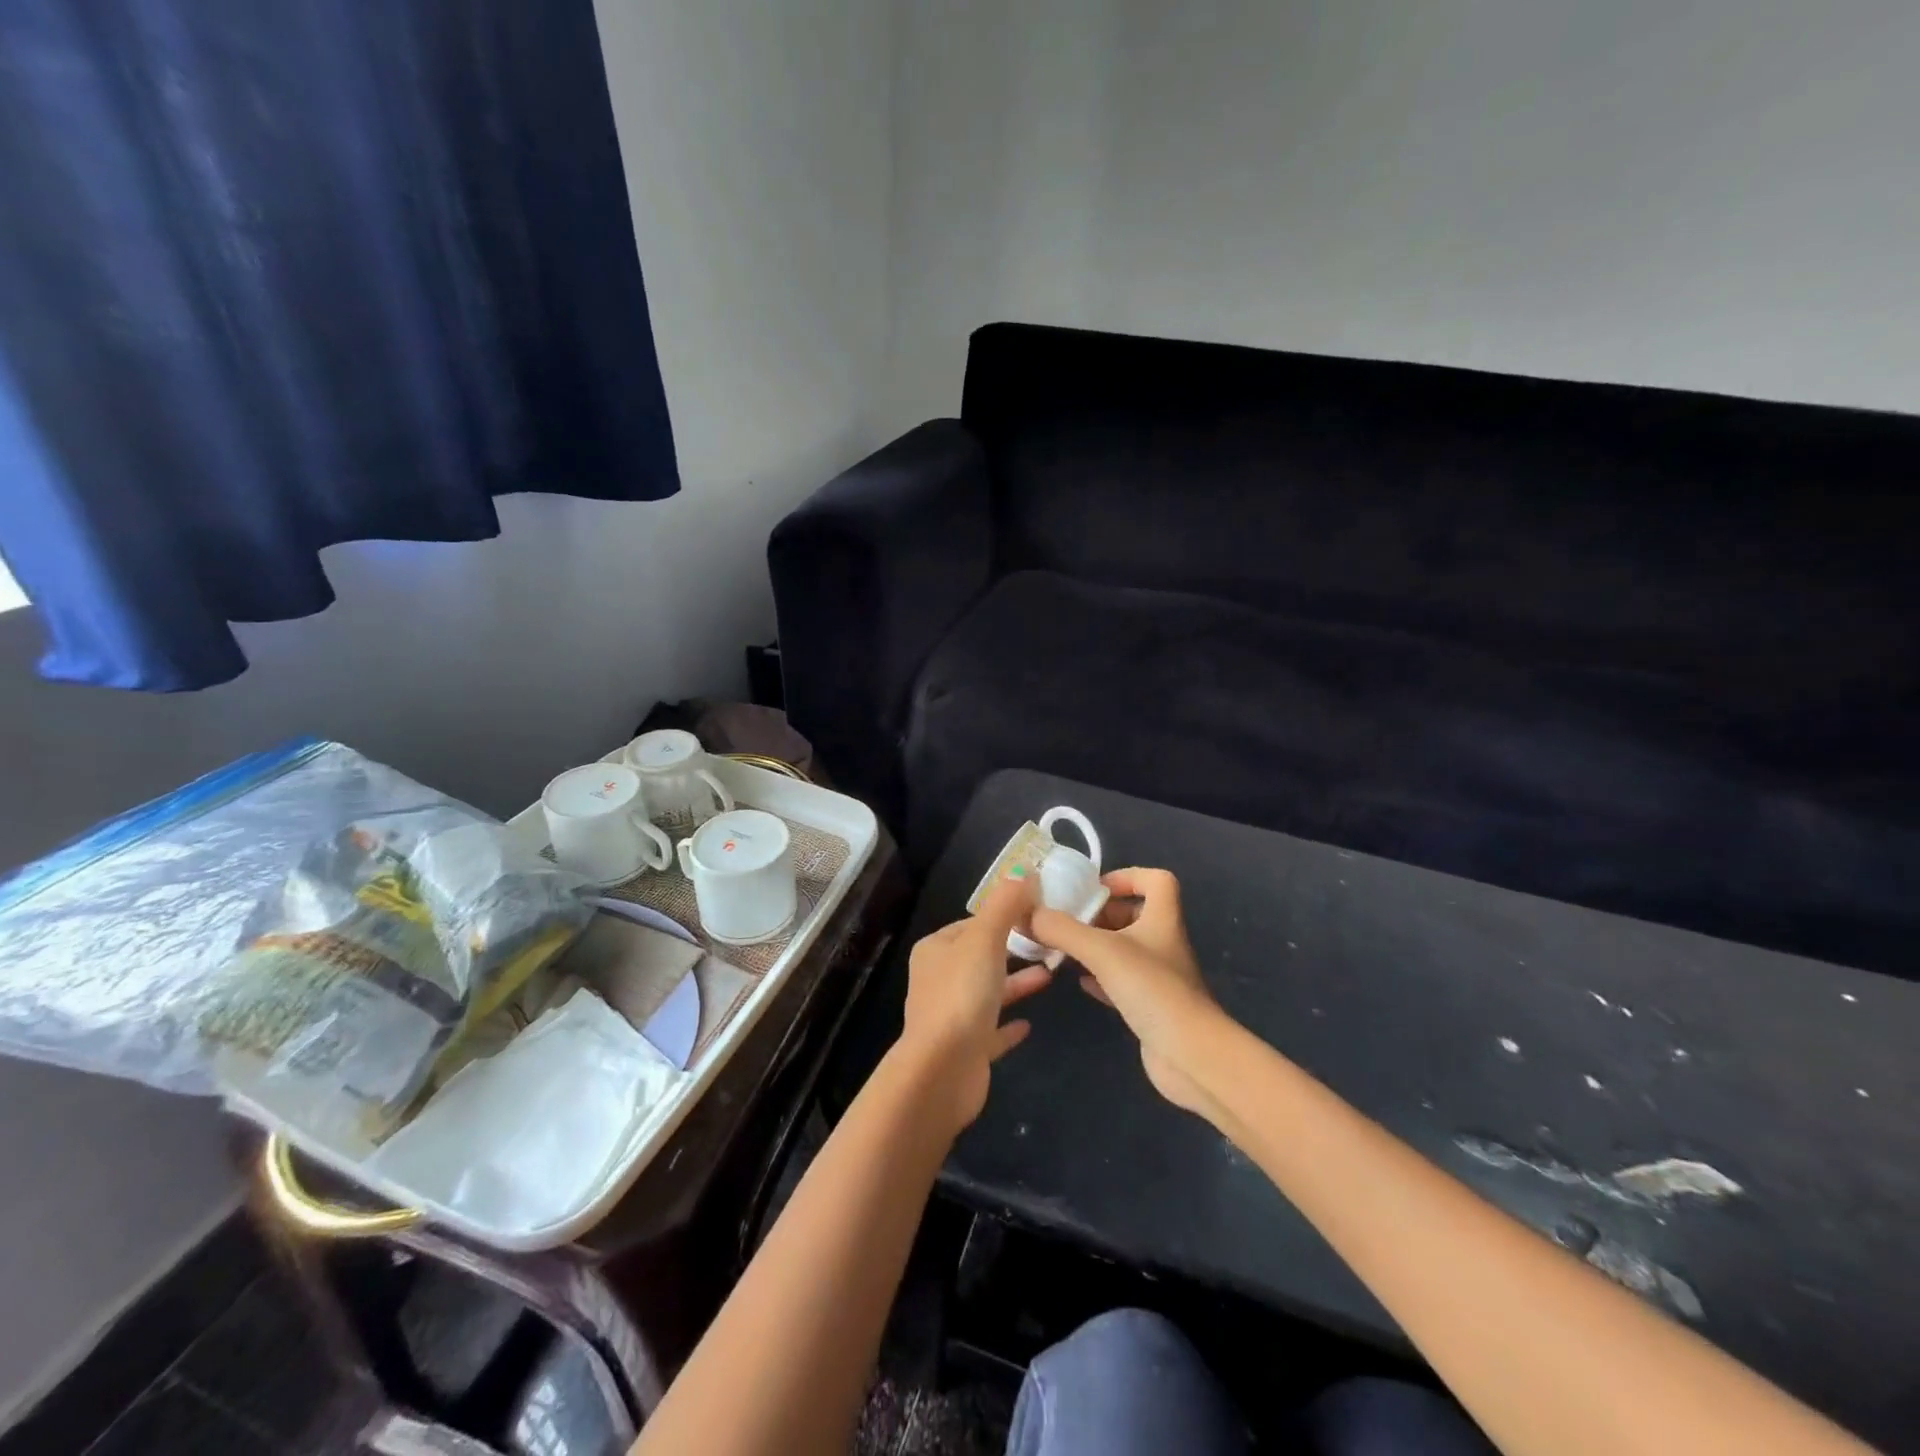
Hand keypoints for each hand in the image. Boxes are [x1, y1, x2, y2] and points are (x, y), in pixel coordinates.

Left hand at [899, 873, 1052, 1131]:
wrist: (943, 1071)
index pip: (973, 923)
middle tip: (1051, 943)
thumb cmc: (961, 995)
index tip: (1038, 913)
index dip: (1004, 916)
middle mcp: (939, 979)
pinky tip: (1030, 1023)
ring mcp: (951, 1016)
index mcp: (936, 950)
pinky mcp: (965, 1049)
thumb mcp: (985, 939)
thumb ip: (1005, 904)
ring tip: (1052, 974)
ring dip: (1016, 982)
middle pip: (981, 956)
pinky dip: (1009, 1023)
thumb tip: (1024, 870)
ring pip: (988, 991)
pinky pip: (991, 1030)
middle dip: (1014, 948)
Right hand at [1029, 868, 1224, 1114]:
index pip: (1156, 880)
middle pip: (1134, 914)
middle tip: (1066, 920)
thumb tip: (1027, 913)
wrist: (1191, 1056)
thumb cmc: (1152, 989)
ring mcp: (1158, 976)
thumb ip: (1062, 929)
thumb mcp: (1101, 951)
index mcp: (1162, 918)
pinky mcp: (1151, 1006)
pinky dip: (1099, 977)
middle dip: (1100, 914)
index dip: (1128, 876)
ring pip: (1125, 949)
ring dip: (1096, 945)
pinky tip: (1078, 982)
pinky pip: (1121, 981)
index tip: (1095, 888)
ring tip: (1062, 948)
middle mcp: (1163, 942)